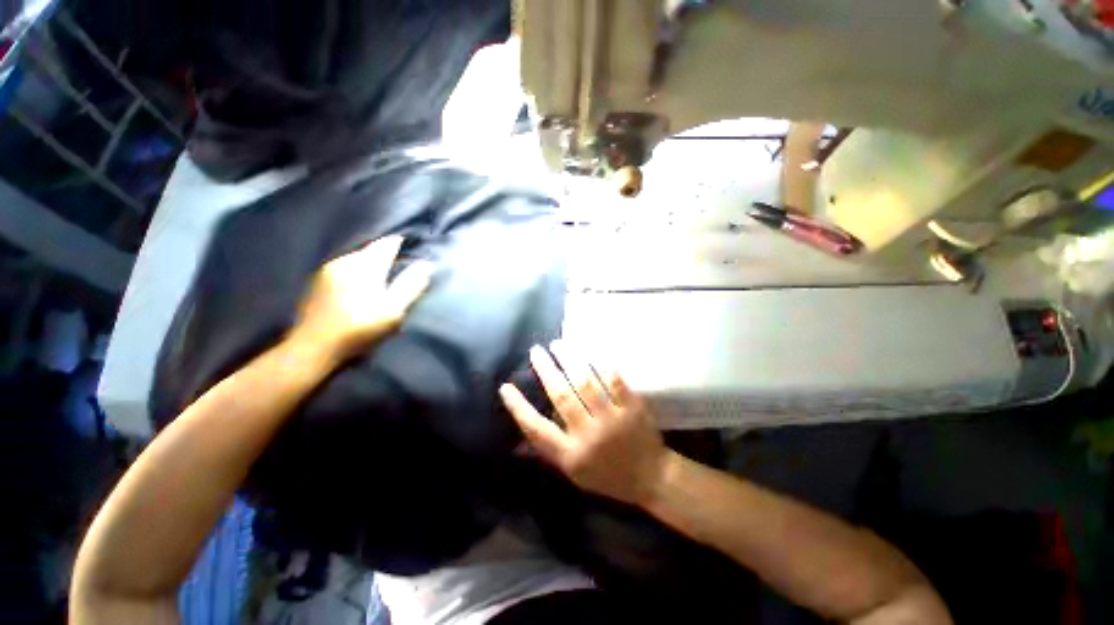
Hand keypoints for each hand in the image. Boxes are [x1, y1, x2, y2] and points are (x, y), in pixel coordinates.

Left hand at [290, 236, 431, 360]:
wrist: (313, 348)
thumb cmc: (359, 329)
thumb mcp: (392, 310)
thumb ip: (410, 286)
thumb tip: (427, 264)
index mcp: (364, 266)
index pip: (387, 244)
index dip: (401, 243)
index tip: (414, 247)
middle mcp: (344, 261)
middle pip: (371, 249)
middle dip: (386, 254)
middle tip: (402, 265)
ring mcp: (327, 270)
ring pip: (356, 258)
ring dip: (371, 263)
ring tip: (383, 275)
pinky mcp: (317, 281)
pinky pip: (344, 267)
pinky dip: (357, 271)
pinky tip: (360, 285)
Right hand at [499, 342, 671, 506]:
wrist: (651, 478)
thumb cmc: (607, 475)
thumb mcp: (573, 473)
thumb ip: (548, 452)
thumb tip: (517, 444)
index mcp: (571, 454)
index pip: (537, 429)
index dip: (519, 408)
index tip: (505, 387)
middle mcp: (589, 436)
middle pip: (562, 396)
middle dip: (546, 370)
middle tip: (536, 351)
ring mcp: (612, 420)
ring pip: (586, 383)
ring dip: (569, 360)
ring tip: (558, 344)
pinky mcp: (633, 409)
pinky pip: (614, 381)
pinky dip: (600, 365)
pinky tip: (589, 352)